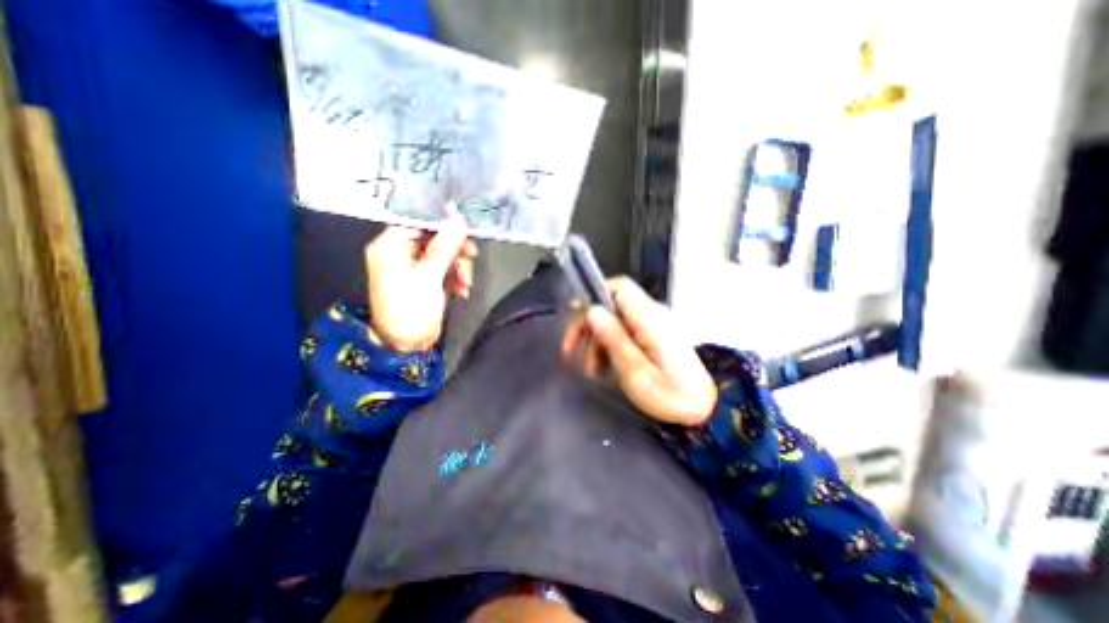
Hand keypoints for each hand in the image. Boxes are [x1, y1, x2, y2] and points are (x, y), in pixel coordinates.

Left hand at [364, 211, 475, 350]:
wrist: (407, 345)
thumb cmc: (409, 310)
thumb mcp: (429, 275)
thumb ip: (444, 247)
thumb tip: (457, 223)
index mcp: (390, 247)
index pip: (418, 223)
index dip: (441, 225)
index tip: (463, 229)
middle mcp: (400, 254)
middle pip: (434, 240)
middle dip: (455, 252)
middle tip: (470, 257)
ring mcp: (414, 269)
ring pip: (444, 256)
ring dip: (458, 268)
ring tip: (465, 283)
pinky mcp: (426, 281)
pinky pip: (445, 270)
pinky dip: (456, 278)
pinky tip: (462, 289)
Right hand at [571, 277, 719, 427]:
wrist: (705, 409)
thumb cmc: (670, 396)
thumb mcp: (637, 373)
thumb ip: (615, 339)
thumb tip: (592, 310)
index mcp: (651, 319)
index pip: (620, 288)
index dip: (595, 296)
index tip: (575, 317)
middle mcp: (654, 315)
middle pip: (614, 305)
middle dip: (589, 324)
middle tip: (570, 350)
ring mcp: (655, 325)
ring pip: (617, 320)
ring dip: (598, 340)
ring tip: (591, 370)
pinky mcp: (655, 336)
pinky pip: (626, 331)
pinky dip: (610, 345)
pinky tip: (604, 368)